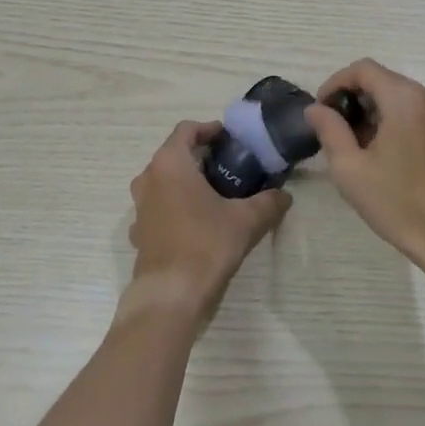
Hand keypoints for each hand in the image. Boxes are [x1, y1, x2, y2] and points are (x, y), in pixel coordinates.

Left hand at [124, 120, 289, 325]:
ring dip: (187, 182)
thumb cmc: (206, 244)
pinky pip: (159, 206)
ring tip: (216, 194)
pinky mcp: (139, 231)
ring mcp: (140, 206)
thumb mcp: (246, 220)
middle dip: (201, 157)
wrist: (171, 296)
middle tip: (230, 166)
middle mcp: (148, 178)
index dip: (209, 129)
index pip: (187, 129)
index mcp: (170, 163)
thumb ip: (268, 202)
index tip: (231, 139)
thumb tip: (285, 195)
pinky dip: (177, 205)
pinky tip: (198, 223)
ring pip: (164, 181)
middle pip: (174, 154)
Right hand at [305, 59, 424, 271]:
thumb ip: (329, 130)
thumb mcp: (350, 168)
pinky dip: (387, 119)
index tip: (320, 112)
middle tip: (332, 131)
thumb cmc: (399, 203)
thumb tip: (315, 109)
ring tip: (351, 145)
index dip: (335, 83)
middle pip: (380, 79)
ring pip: (394, 95)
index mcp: (404, 98)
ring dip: (368, 110)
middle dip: (351, 98)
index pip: (362, 69)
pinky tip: (376, 151)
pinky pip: (410, 110)